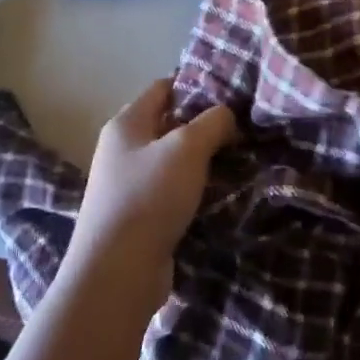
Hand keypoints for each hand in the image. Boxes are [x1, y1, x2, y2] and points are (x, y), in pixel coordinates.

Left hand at [67, 77, 237, 306]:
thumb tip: (226, 114)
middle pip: (168, 124)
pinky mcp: (137, 217)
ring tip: (238, 160)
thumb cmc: (149, 197)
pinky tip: (218, 194)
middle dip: (203, 126)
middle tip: (241, 129)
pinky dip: (192, 190)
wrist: (117, 273)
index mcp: (126, 123)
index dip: (195, 86)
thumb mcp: (187, 148)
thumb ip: (212, 122)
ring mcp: (127, 185)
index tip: (231, 94)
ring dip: (201, 161)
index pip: (163, 88)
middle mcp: (121, 149)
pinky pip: (170, 191)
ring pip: (171, 161)